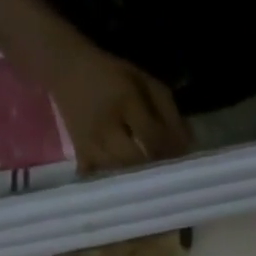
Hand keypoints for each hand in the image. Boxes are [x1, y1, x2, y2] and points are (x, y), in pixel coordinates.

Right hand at [48, 42, 191, 171]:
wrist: (66, 67)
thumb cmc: (112, 75)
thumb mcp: (144, 81)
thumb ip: (168, 111)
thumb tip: (189, 145)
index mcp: (124, 101)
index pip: (152, 136)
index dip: (170, 151)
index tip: (183, 160)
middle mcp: (105, 126)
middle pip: (135, 160)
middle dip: (153, 168)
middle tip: (166, 172)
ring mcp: (89, 143)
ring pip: (119, 172)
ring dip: (136, 178)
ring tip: (149, 179)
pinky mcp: (80, 154)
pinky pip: (98, 177)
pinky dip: (111, 184)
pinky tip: (123, 188)